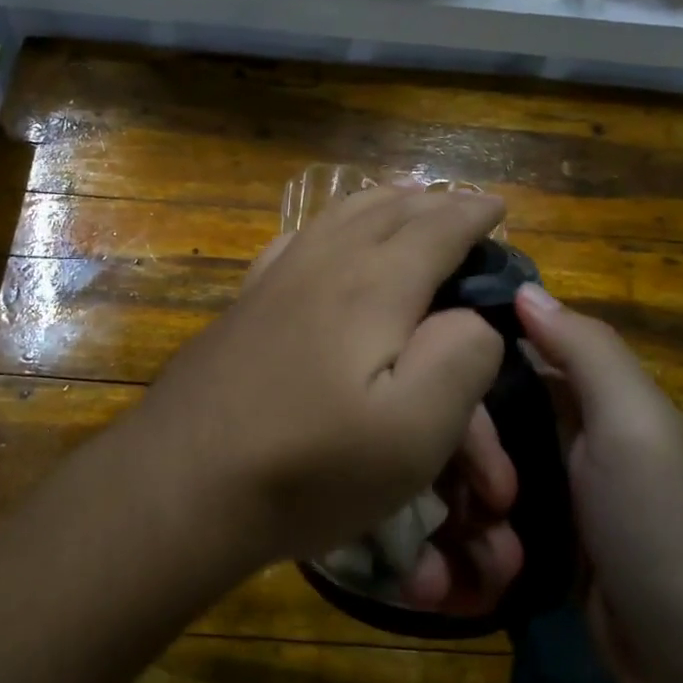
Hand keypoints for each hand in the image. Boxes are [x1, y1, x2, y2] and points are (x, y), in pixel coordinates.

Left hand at [125, 186, 509, 585]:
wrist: (183, 483)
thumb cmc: (309, 466)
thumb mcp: (414, 430)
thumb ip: (460, 357)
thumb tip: (471, 317)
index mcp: (373, 286)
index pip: (436, 228)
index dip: (473, 213)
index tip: (499, 206)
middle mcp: (322, 264)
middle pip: (385, 209)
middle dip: (430, 201)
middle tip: (460, 204)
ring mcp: (273, 281)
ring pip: (336, 216)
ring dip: (379, 202)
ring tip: (403, 199)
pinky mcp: (242, 306)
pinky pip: (294, 240)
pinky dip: (327, 225)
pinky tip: (323, 238)